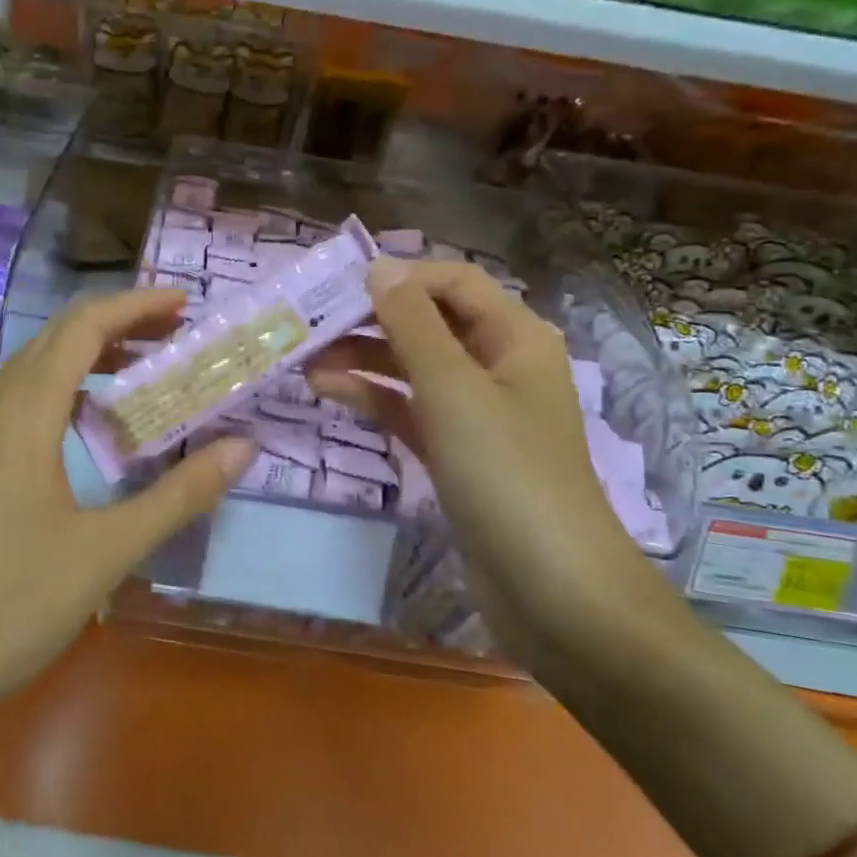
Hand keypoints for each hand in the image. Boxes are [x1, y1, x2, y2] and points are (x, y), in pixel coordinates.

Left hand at [0, 290, 253, 744]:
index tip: (184, 305)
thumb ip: (179, 496)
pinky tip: (82, 431)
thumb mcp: (107, 552)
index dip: (136, 305)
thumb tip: (242, 449)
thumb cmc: (10, 605)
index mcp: (23, 417)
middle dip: (117, 326)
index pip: (82, 328)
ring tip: (139, 375)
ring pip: (30, 371)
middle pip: (55, 339)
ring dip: (86, 359)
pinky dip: (58, 393)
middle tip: (174, 338)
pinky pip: (12, 404)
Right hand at [306, 259, 644, 646]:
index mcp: (515, 337)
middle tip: (310, 323)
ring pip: (413, 367)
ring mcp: (477, 413)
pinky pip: (410, 409)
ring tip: (306, 359)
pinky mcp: (457, 453)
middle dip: (372, 319)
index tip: (338, 285)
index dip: (400, 276)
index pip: (453, 282)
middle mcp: (498, 365)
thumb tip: (379, 267)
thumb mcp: (453, 389)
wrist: (551, 588)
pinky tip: (329, 390)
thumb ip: (412, 324)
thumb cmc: (506, 472)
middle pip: (430, 323)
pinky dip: (374, 398)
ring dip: (364, 358)